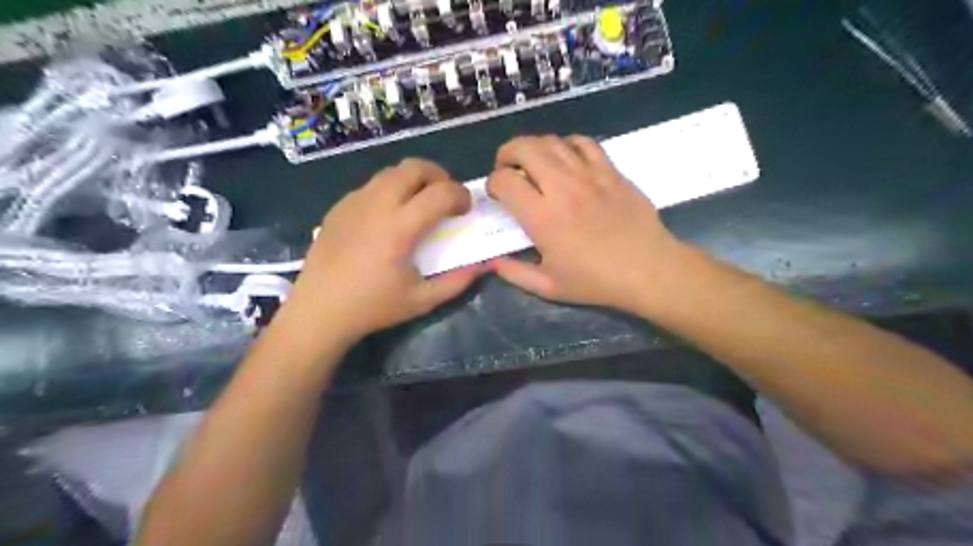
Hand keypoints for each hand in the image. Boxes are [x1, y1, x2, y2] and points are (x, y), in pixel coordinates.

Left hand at [282, 158, 485, 348]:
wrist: (318, 310)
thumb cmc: (373, 307)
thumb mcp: (422, 300)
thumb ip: (457, 281)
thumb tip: (483, 266)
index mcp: (400, 227)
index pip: (441, 192)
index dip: (461, 195)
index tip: (466, 210)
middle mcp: (377, 205)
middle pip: (414, 167)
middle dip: (439, 176)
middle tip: (445, 197)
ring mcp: (355, 202)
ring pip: (391, 171)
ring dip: (414, 180)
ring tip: (419, 203)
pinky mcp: (339, 207)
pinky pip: (371, 185)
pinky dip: (390, 190)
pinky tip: (389, 216)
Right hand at [490, 135, 687, 315]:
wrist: (648, 270)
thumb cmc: (596, 282)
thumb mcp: (549, 287)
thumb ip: (515, 273)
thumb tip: (492, 262)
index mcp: (543, 218)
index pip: (505, 181)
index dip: (492, 183)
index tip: (497, 195)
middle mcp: (562, 188)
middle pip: (524, 149)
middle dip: (506, 154)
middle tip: (506, 168)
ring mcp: (589, 175)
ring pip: (552, 141)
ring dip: (533, 147)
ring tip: (531, 161)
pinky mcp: (610, 171)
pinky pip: (584, 143)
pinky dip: (567, 144)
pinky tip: (565, 158)